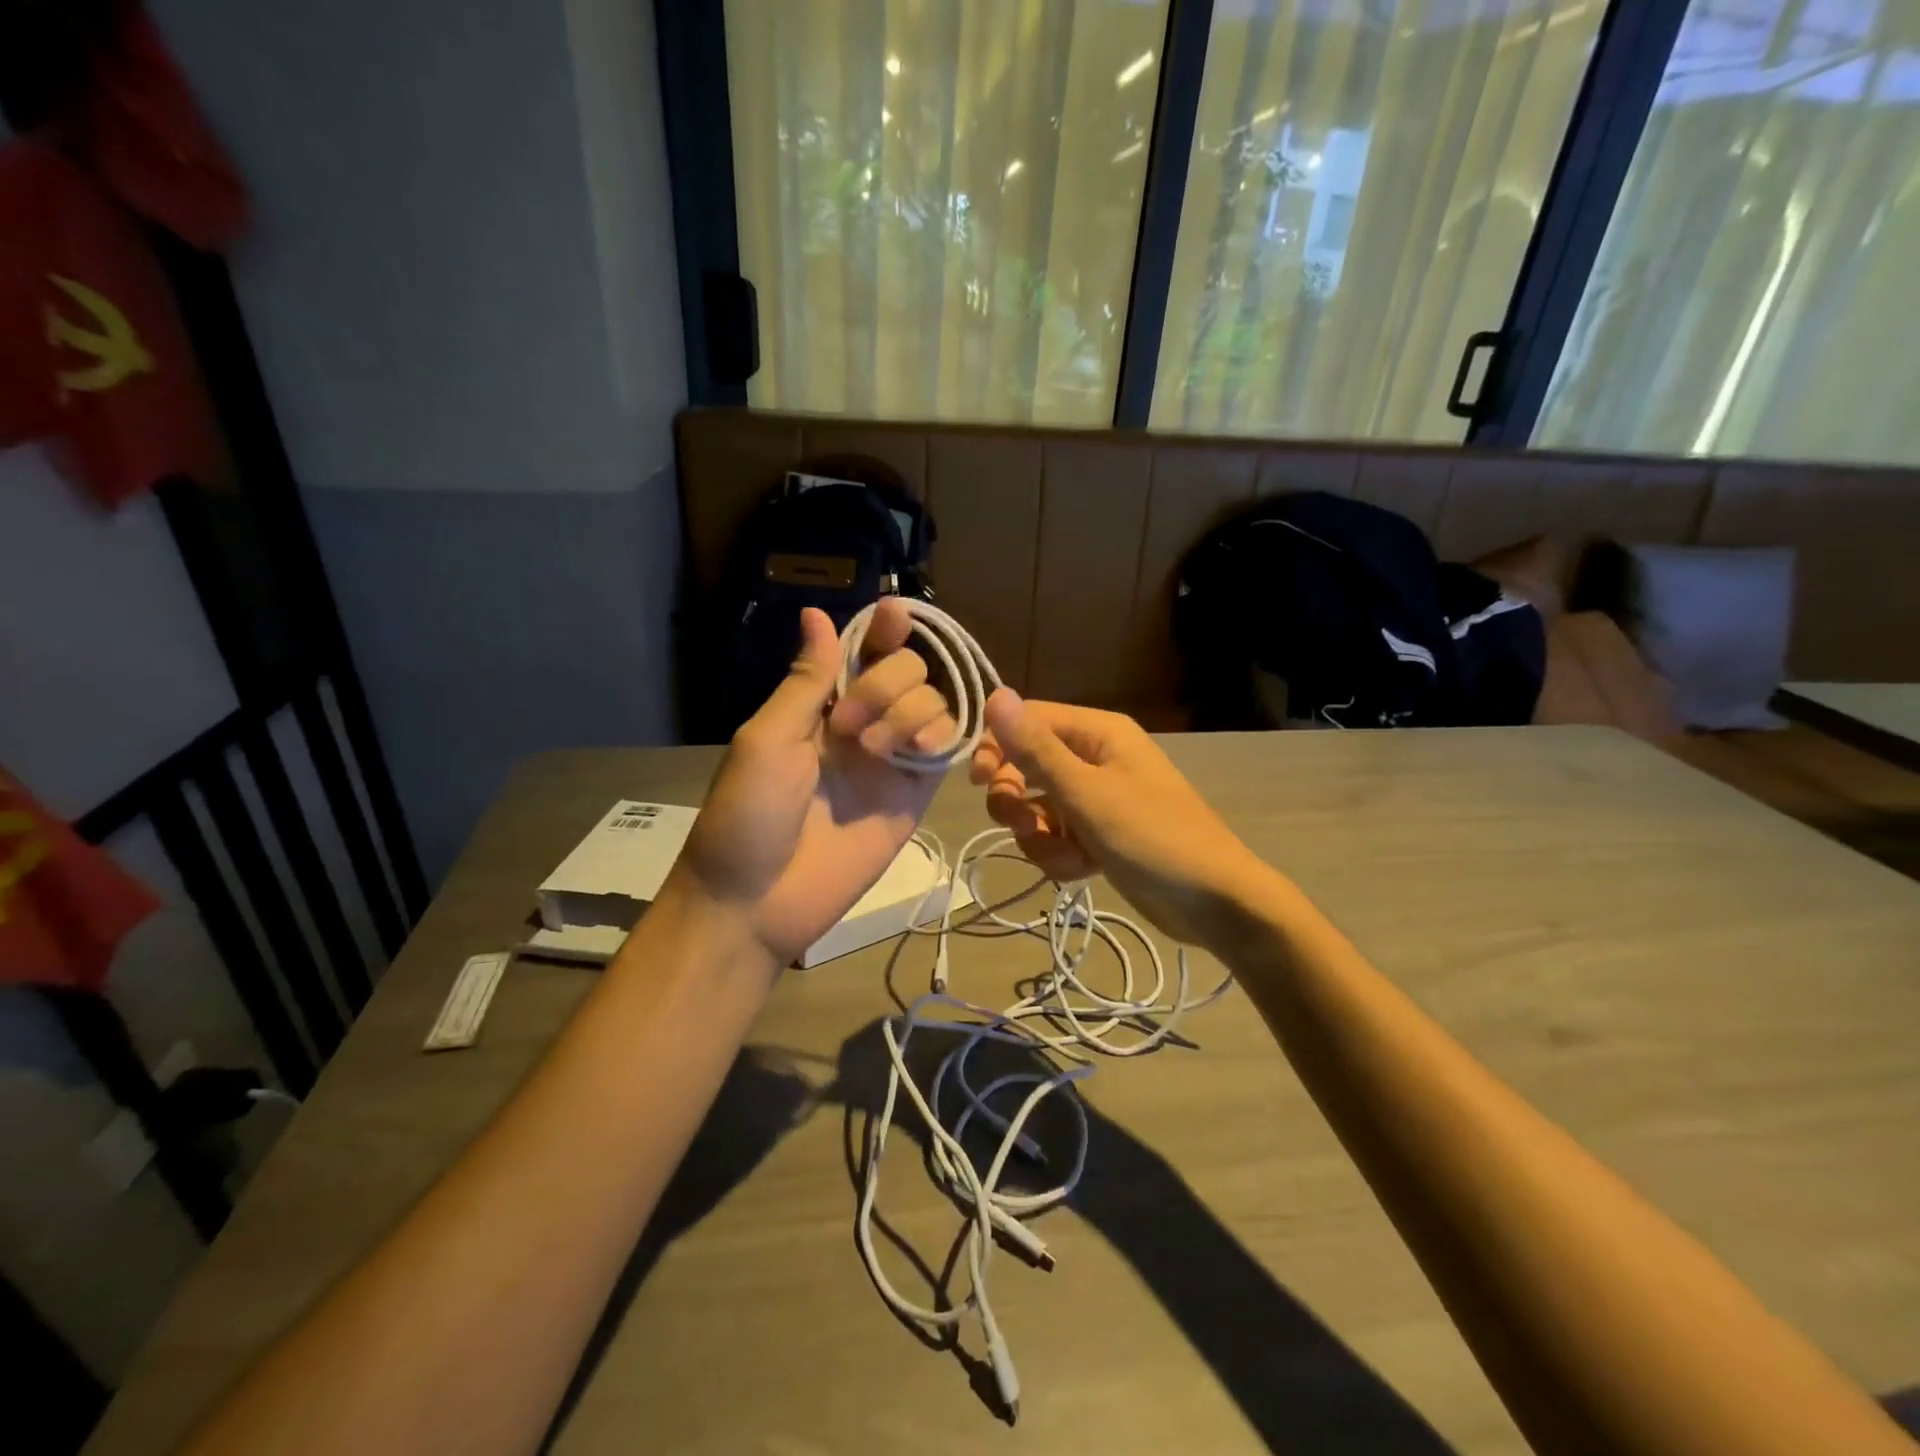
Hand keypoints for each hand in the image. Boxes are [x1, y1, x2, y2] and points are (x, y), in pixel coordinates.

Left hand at [677, 600, 955, 962]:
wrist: (758, 900)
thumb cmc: (748, 814)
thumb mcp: (768, 738)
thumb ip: (807, 680)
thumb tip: (815, 613)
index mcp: (820, 707)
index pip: (863, 653)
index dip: (882, 630)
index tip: (895, 615)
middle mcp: (862, 725)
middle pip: (907, 671)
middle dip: (887, 682)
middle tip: (848, 725)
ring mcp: (891, 760)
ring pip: (934, 704)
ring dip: (911, 711)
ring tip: (877, 750)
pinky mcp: (914, 796)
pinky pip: (946, 750)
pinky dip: (944, 737)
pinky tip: (920, 752)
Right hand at [968, 690, 1277, 950]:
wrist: (1213, 903)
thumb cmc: (1153, 837)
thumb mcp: (1087, 793)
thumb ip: (1037, 749)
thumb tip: (996, 695)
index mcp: (1097, 733)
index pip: (1028, 721)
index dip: (997, 746)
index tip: (978, 781)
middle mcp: (1095, 758)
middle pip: (1026, 766)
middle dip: (1016, 800)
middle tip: (1022, 824)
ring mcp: (1097, 799)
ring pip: (1037, 808)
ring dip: (1040, 837)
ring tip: (1068, 855)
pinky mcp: (1098, 835)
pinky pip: (1057, 837)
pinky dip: (1060, 855)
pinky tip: (1082, 870)